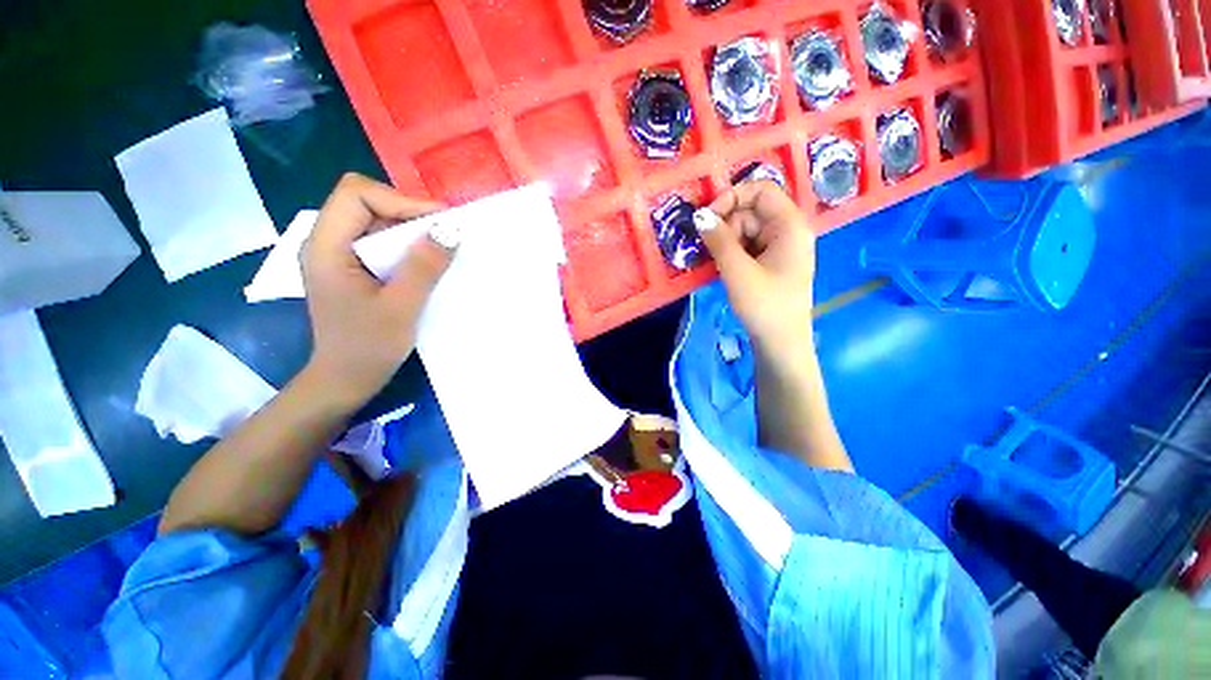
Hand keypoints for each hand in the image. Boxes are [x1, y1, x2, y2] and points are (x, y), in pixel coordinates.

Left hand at [300, 173, 453, 408]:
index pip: (357, 194)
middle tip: (444, 234)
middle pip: (364, 202)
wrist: (346, 380)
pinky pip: (379, 241)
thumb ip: (424, 266)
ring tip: (439, 247)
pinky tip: (424, 262)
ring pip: (374, 220)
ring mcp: (337, 255)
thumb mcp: (402, 307)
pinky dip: (405, 245)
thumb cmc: (369, 347)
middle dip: (407, 212)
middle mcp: (326, 242)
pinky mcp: (351, 268)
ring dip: (409, 229)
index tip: (439, 223)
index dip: (400, 200)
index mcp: (326, 247)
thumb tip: (451, 230)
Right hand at [698, 181, 816, 361]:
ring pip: (745, 231)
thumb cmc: (764, 305)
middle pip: (750, 212)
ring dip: (727, 244)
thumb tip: (699, 215)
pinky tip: (725, 270)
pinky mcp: (771, 262)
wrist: (780, 342)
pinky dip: (732, 255)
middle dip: (727, 229)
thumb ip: (718, 240)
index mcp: (790, 225)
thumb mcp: (737, 271)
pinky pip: (747, 247)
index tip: (707, 218)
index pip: (761, 190)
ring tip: (720, 267)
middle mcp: (788, 231)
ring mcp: (780, 247)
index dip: (732, 197)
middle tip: (713, 253)